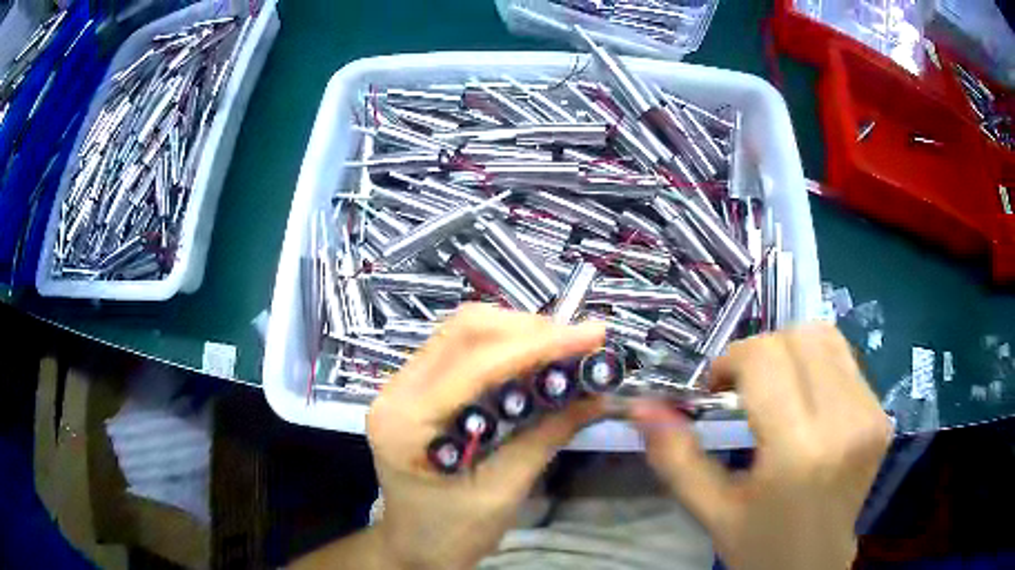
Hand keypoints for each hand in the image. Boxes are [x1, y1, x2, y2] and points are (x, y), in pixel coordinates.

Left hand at [367, 304, 605, 569]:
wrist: (413, 545)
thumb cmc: (452, 533)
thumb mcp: (502, 493)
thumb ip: (546, 437)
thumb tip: (597, 394)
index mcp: (407, 423)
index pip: (476, 364)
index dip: (539, 345)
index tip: (592, 336)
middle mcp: (396, 390)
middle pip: (465, 331)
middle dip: (530, 330)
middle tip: (580, 344)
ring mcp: (401, 384)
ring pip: (464, 331)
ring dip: (519, 333)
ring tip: (563, 351)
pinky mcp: (416, 386)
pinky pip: (462, 348)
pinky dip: (504, 346)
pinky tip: (534, 361)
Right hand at [633, 323, 891, 569]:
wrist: (814, 567)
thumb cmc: (760, 546)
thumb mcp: (711, 510)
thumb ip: (675, 457)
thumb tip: (642, 405)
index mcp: (798, 452)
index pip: (766, 358)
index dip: (732, 360)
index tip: (717, 388)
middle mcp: (844, 423)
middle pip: (798, 337)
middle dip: (760, 353)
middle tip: (744, 390)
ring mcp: (870, 414)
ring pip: (825, 337)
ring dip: (791, 353)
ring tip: (777, 391)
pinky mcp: (882, 414)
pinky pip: (845, 359)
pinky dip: (817, 365)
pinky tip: (806, 402)